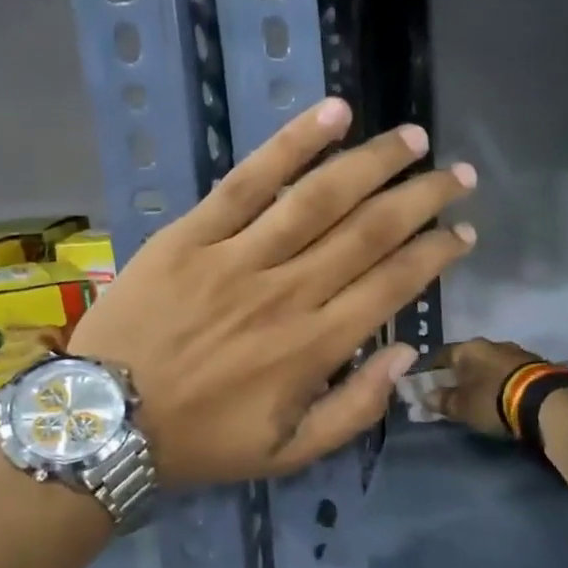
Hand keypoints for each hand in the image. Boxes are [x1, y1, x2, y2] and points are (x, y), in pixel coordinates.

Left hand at [70, 98, 475, 486]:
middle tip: (458, 175)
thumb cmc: (201, 441)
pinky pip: (247, 181)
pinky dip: (291, 145)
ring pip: (320, 197)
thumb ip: (355, 411)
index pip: (394, 284)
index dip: (436, 254)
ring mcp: (238, 257)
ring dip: (374, 162)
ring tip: (413, 137)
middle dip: (423, 198)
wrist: (104, 422)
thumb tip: (405, 355)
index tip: (463, 233)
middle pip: (370, 231)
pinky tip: (331, 114)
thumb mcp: (288, 454)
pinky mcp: (192, 234)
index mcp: (316, 346)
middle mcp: (288, 292)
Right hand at [433, 338, 545, 437]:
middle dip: (461, 373)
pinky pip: (510, 371)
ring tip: (482, 394)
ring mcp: (516, 351)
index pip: (442, 355)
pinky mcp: (536, 364)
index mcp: (468, 348)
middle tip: (456, 391)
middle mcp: (491, 343)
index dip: (433, 370)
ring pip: (491, 363)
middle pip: (469, 357)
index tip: (428, 384)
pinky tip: (503, 394)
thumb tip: (426, 397)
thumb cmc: (492, 400)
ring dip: (485, 376)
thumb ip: (443, 401)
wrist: (544, 401)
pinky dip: (503, 381)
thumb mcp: (462, 406)